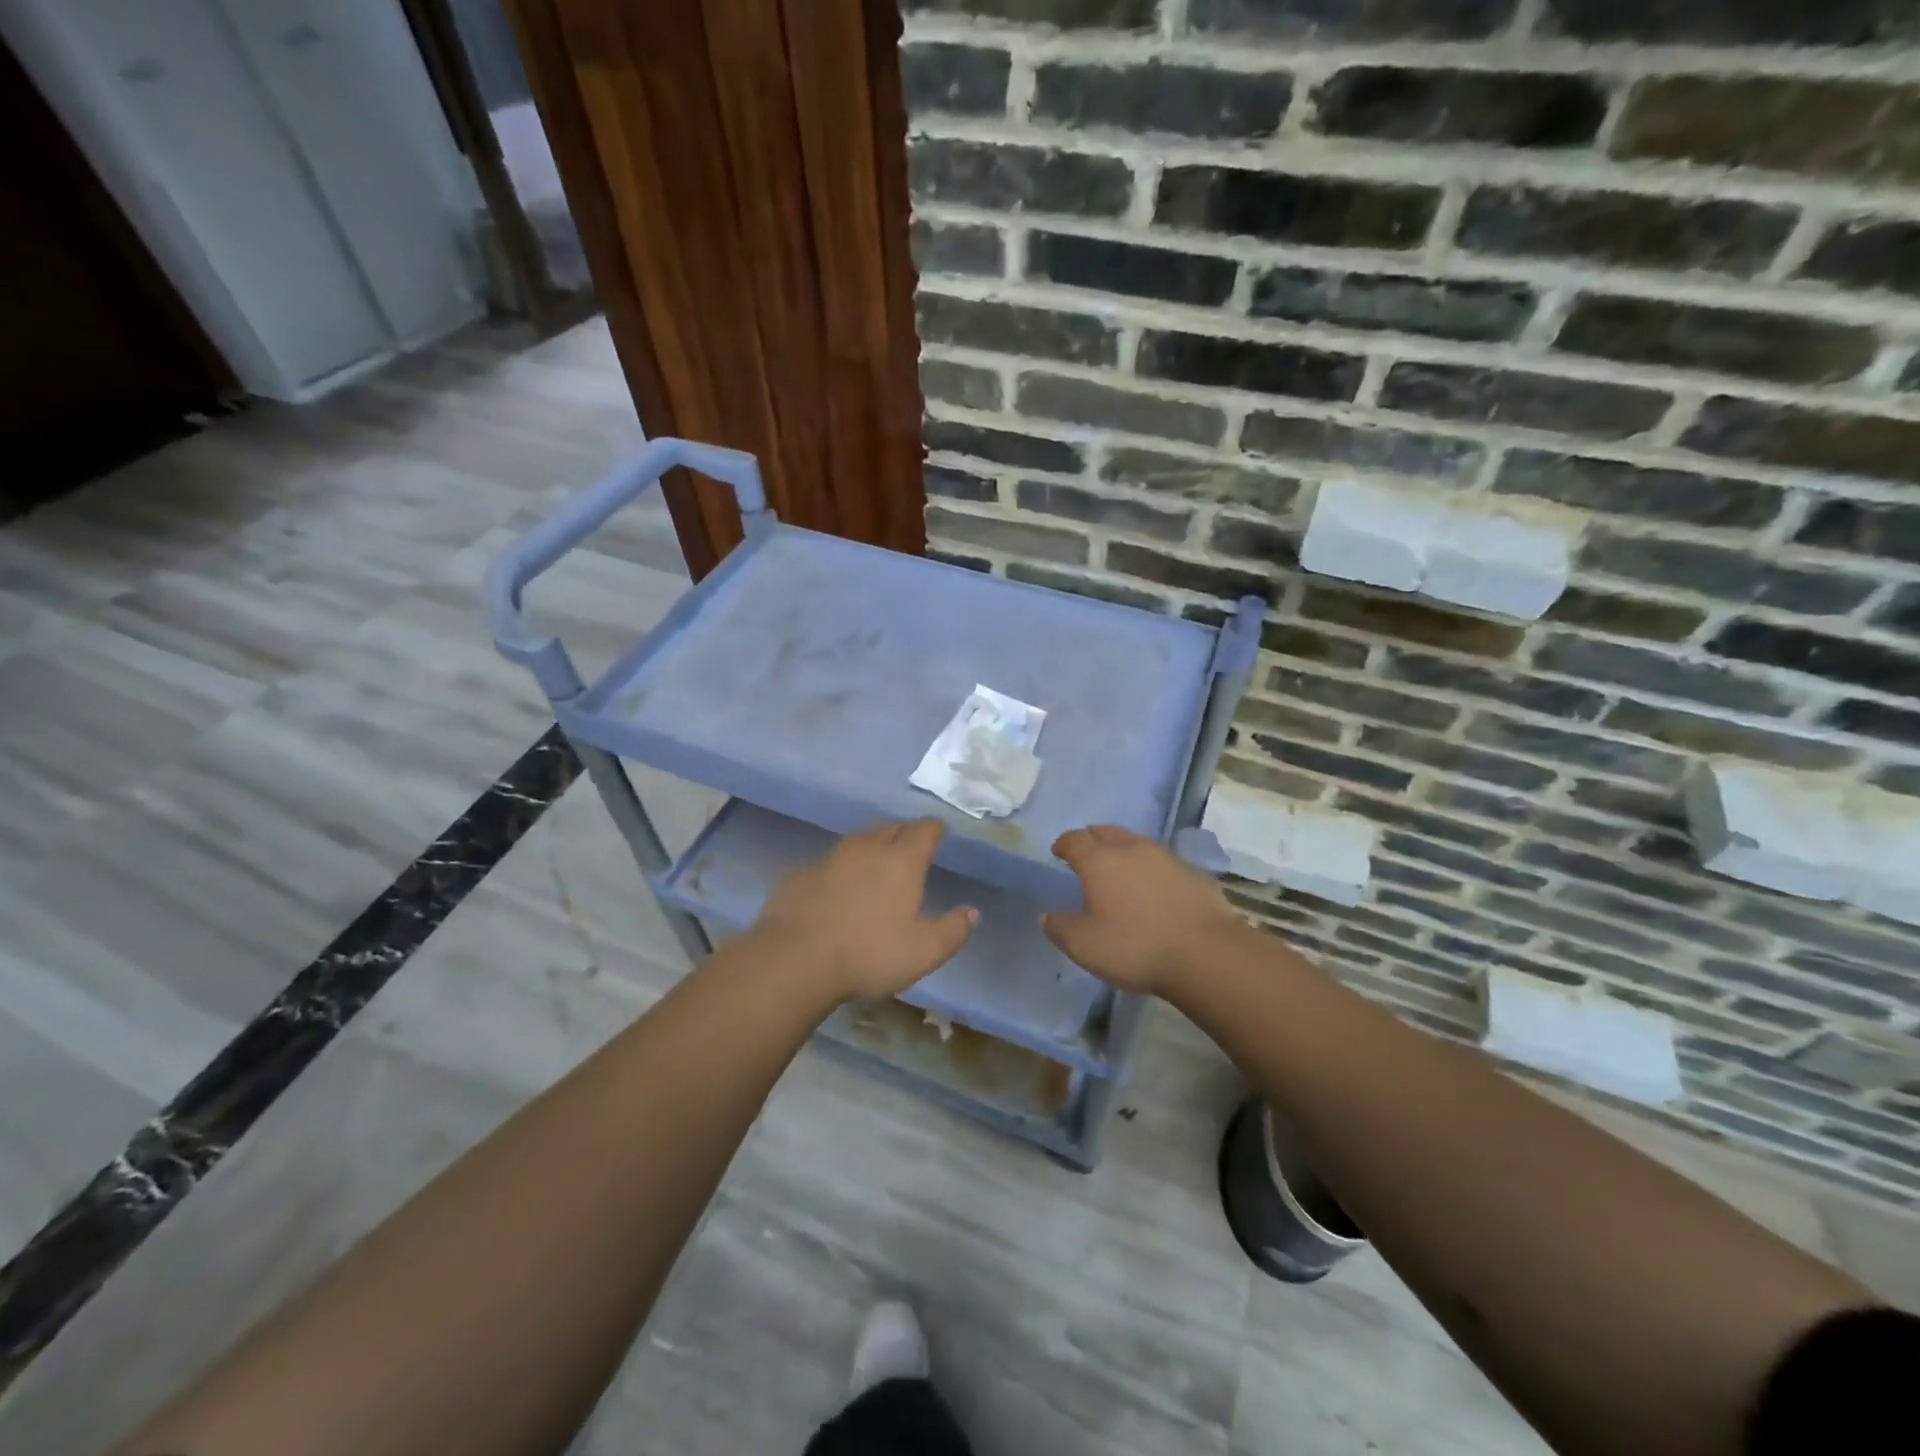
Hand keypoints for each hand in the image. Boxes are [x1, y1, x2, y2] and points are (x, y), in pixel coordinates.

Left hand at [749, 820, 976, 1001]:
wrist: (794, 959)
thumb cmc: (869, 954)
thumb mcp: (924, 952)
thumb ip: (953, 930)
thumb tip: (972, 912)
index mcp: (901, 860)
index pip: (924, 830)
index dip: (934, 830)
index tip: (939, 833)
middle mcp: (867, 848)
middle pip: (890, 827)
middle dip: (903, 833)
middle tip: (910, 847)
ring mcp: (829, 858)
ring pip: (857, 841)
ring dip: (871, 847)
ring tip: (876, 864)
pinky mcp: (800, 874)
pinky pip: (828, 863)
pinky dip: (839, 870)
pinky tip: (836, 889)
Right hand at [1042, 825, 1242, 997]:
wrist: (1206, 953)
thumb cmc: (1135, 947)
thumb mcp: (1084, 946)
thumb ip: (1060, 928)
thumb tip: (1047, 916)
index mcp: (1099, 861)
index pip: (1074, 839)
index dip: (1063, 844)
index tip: (1058, 852)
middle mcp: (1131, 849)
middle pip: (1105, 832)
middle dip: (1092, 839)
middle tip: (1086, 854)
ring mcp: (1166, 857)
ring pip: (1136, 842)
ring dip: (1122, 850)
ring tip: (1118, 869)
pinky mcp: (1192, 872)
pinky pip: (1162, 861)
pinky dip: (1149, 868)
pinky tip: (1153, 888)